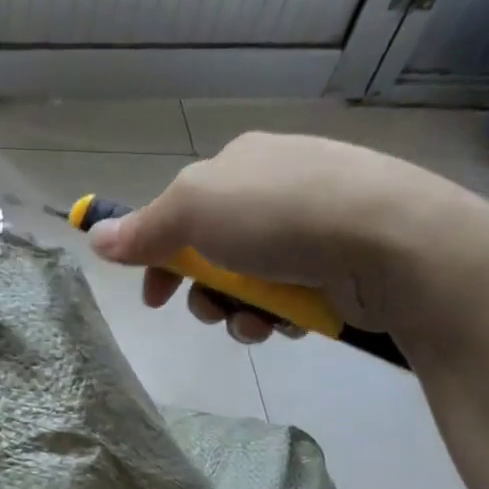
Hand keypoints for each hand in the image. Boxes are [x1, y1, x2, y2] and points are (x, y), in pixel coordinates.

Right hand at [86, 132, 488, 341]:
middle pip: (214, 250)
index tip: (152, 297)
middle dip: (203, 291)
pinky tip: (287, 324)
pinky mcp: (344, 261)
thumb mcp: (193, 211)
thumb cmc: (280, 214)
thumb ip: (142, 228)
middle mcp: (276, 186)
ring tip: (252, 324)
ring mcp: (315, 224)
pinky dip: (279, 314)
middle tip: (208, 313)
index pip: (181, 211)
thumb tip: (94, 237)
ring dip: (238, 309)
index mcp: (240, 163)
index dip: (158, 255)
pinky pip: (291, 293)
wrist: (394, 241)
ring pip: (250, 279)